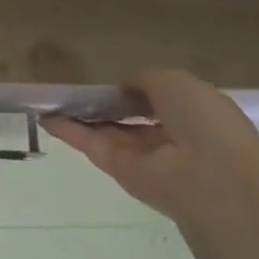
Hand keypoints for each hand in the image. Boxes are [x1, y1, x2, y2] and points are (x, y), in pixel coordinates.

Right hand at [45, 68, 258, 226]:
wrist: (213, 179)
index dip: (134, 90)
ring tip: (52, 97)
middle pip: (131, 119)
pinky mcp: (124, 174)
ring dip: (82, 116)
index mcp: (194, 114)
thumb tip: (124, 86)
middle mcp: (172, 138)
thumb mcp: (174, 80)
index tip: (110, 79)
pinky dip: (70, 131)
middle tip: (75, 88)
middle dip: (106, 104)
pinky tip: (45, 115)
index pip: (159, 100)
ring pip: (109, 132)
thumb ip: (144, 79)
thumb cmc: (203, 121)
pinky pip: (94, 146)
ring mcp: (147, 159)